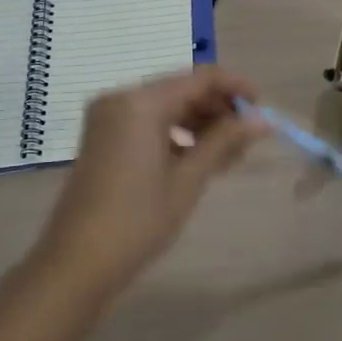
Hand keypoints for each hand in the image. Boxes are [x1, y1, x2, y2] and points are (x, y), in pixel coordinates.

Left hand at [36, 67, 269, 294]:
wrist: (77, 263)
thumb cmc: (138, 219)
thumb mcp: (189, 178)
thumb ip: (226, 140)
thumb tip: (264, 120)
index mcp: (141, 102)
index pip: (201, 77)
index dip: (236, 88)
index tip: (262, 109)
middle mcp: (122, 99)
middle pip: (183, 89)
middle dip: (218, 109)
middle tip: (247, 141)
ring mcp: (109, 118)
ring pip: (167, 106)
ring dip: (200, 123)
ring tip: (228, 156)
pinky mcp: (103, 137)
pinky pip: (148, 122)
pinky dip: (176, 134)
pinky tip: (198, 160)